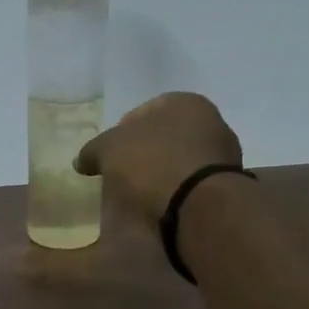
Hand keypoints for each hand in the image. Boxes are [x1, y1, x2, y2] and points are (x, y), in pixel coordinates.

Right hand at [74, 93, 243, 226]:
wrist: (198, 206)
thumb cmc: (151, 163)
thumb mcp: (107, 150)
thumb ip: (92, 150)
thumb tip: (82, 160)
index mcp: (184, 101)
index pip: (144, 111)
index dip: (121, 131)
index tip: (109, 154)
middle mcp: (211, 121)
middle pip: (165, 136)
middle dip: (144, 152)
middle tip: (122, 173)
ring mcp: (224, 155)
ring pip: (180, 160)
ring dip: (161, 173)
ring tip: (139, 194)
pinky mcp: (227, 187)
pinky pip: (191, 185)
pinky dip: (176, 192)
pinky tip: (159, 206)